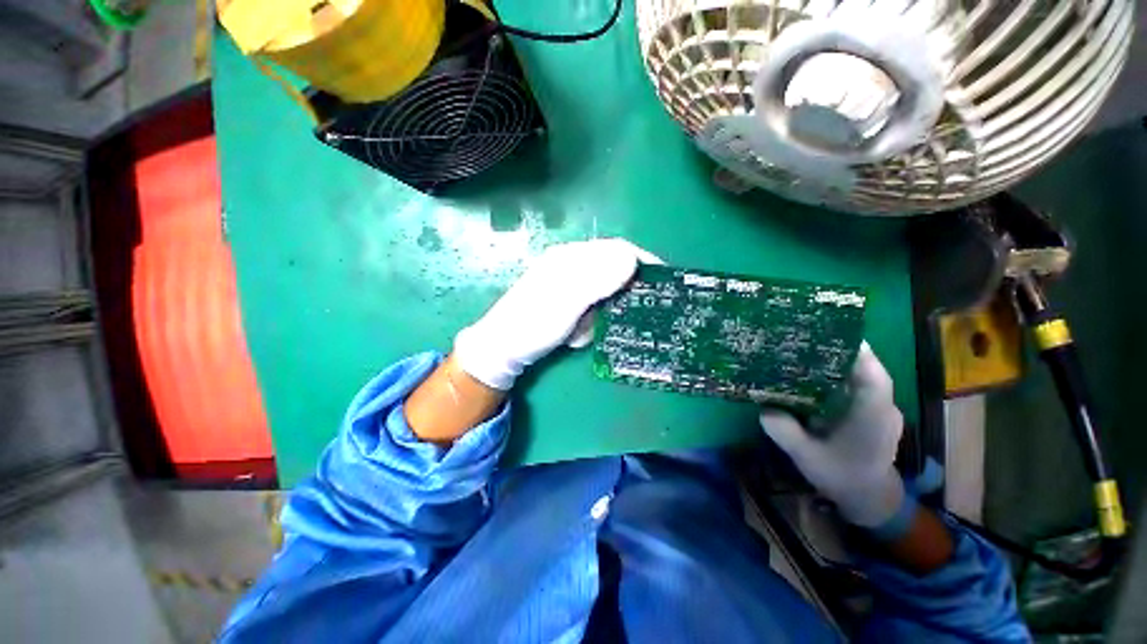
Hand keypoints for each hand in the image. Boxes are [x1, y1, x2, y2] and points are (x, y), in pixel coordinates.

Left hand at [454, 239, 658, 389]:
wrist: (503, 351)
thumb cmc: (532, 324)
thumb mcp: (565, 301)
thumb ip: (596, 279)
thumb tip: (631, 258)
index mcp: (570, 257)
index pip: (615, 249)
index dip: (641, 261)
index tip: (663, 279)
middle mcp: (571, 267)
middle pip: (612, 273)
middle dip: (617, 298)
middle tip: (619, 318)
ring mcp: (569, 287)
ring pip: (603, 297)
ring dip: (599, 316)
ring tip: (582, 332)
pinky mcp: (567, 305)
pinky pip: (591, 312)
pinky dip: (588, 325)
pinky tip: (573, 335)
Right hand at [759, 342, 906, 529]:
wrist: (868, 497)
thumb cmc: (841, 476)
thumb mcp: (806, 456)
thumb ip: (785, 432)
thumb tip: (763, 406)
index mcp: (872, 416)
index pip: (874, 376)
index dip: (856, 352)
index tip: (828, 331)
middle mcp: (883, 407)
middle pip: (867, 369)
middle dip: (839, 349)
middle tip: (804, 337)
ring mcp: (881, 408)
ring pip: (863, 375)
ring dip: (838, 361)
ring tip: (805, 350)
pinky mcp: (873, 410)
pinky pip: (858, 385)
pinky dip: (840, 375)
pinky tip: (814, 375)